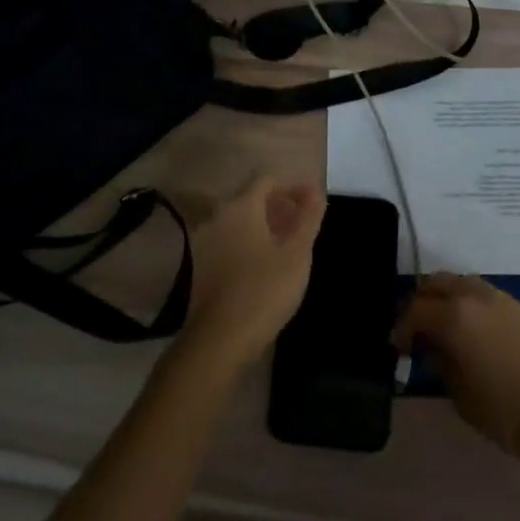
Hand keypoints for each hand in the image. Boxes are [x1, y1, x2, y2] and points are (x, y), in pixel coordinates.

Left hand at [178, 177, 326, 373]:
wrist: (220, 340)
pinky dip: (250, 242)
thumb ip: (308, 219)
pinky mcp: (203, 265)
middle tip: (304, 223)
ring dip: (266, 225)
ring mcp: (207, 241)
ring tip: (290, 244)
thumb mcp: (297, 254)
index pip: (268, 180)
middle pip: (252, 198)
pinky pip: (231, 240)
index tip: (313, 202)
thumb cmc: (264, 290)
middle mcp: (219, 216)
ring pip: (241, 221)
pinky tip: (267, 264)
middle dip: (280, 206)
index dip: (293, 187)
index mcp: (241, 207)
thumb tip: (316, 191)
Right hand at [392, 273, 519, 464]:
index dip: (400, 327)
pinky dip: (475, 306)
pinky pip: (490, 297)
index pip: (414, 309)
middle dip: (422, 301)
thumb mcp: (462, 398)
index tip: (397, 347)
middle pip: (437, 282)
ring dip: (449, 298)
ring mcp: (505, 299)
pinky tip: (482, 335)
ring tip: (448, 327)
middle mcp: (476, 297)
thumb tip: (433, 348)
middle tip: (418, 329)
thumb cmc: (509, 413)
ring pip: (465, 283)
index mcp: (454, 316)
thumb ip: (441, 364)